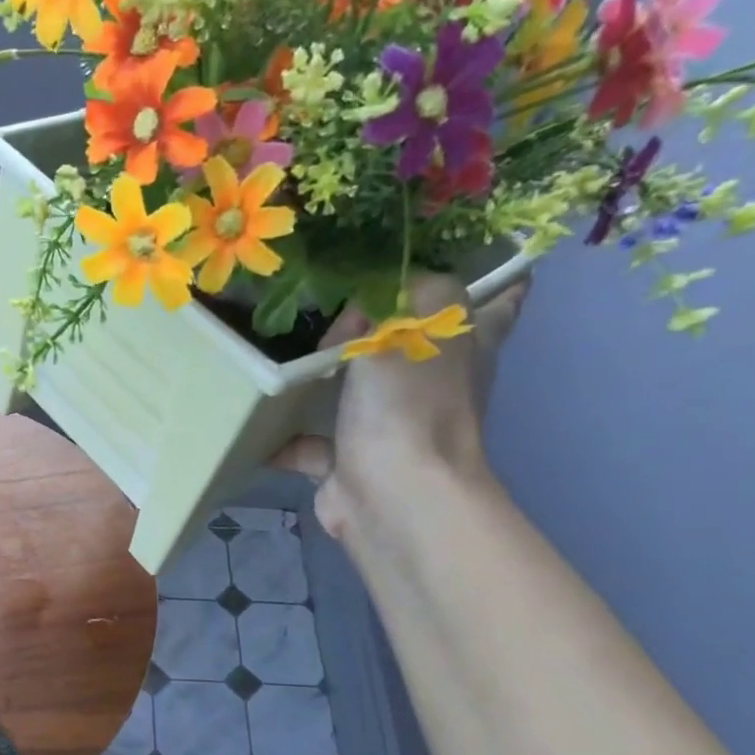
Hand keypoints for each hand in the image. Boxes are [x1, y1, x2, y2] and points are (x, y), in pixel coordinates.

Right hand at [271, 274, 527, 541]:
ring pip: (360, 391)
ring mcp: (391, 426)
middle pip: (417, 345)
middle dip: (385, 326)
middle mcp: (434, 384)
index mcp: (464, 345)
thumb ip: (396, 298)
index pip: (496, 302)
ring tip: (289, 352)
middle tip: (343, 304)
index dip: (495, 280)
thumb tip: (365, 311)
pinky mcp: (351, 460)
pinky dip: (287, 436)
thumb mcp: (411, 326)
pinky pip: (313, 440)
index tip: (479, 262)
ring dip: (327, 377)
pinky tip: (259, 420)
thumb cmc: (410, 403)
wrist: (391, 492)